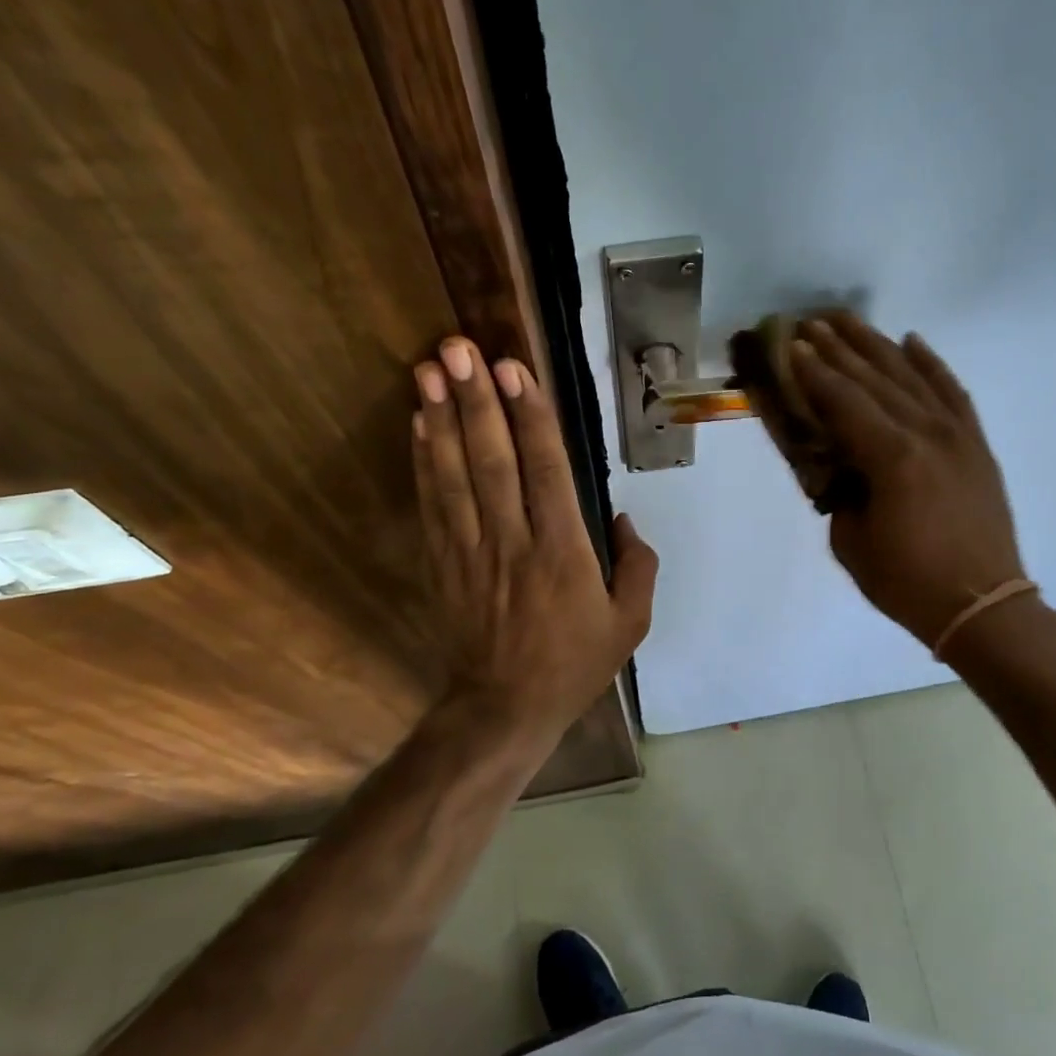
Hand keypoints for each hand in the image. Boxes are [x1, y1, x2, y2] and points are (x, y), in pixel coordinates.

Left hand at [413, 337, 657, 747]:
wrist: (505, 708)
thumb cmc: (574, 664)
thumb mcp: (630, 623)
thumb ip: (636, 565)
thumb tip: (620, 516)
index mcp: (563, 552)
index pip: (546, 471)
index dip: (529, 417)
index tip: (513, 369)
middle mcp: (513, 541)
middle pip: (492, 461)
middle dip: (476, 400)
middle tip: (458, 347)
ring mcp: (471, 551)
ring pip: (454, 475)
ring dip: (442, 419)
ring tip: (430, 369)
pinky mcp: (444, 563)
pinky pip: (433, 504)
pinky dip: (424, 461)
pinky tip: (419, 424)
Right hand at [789, 313, 1026, 649]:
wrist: (981, 605)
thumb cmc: (907, 582)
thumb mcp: (851, 541)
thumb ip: (840, 491)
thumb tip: (838, 463)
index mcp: (891, 458)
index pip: (843, 401)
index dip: (813, 372)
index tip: (789, 344)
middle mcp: (926, 433)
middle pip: (875, 378)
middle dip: (839, 348)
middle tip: (810, 322)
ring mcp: (957, 434)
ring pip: (912, 375)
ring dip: (878, 345)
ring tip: (849, 321)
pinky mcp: (976, 444)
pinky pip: (952, 392)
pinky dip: (932, 364)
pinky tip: (913, 342)